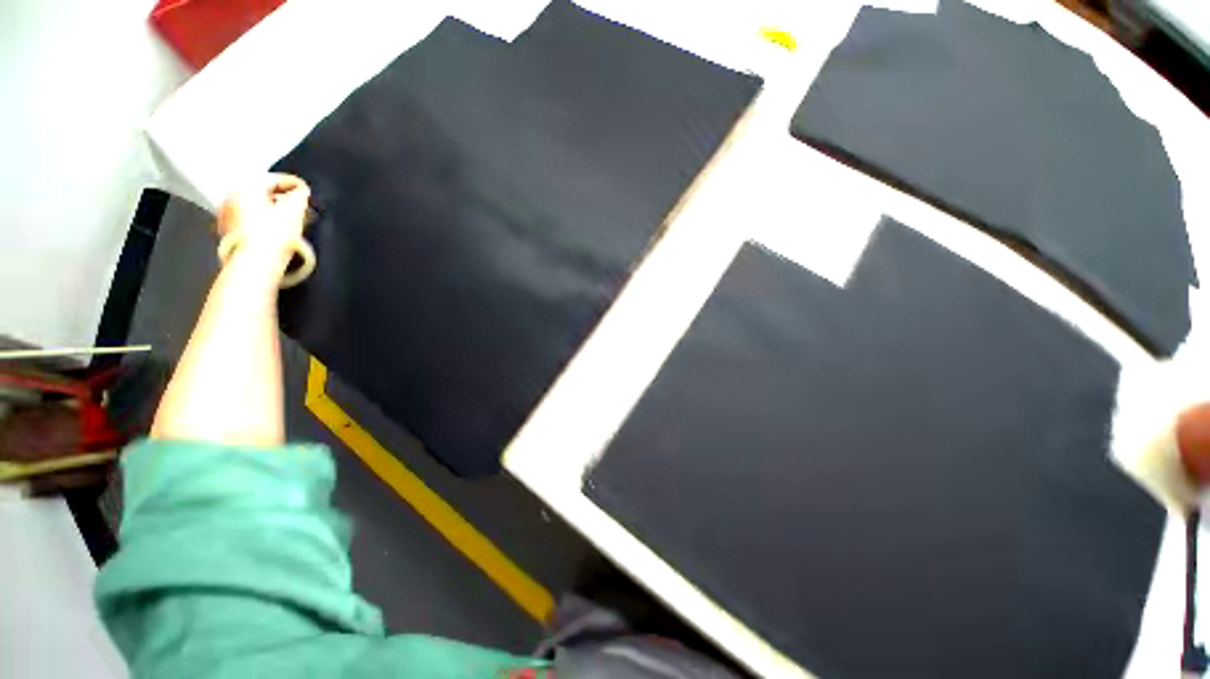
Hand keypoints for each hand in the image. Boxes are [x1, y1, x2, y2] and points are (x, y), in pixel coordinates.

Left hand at [216, 174, 311, 259]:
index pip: (273, 179)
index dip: (294, 184)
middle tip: (301, 206)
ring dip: (275, 210)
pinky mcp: (231, 233)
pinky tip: (278, 230)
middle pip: (263, 193)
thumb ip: (299, 195)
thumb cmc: (273, 236)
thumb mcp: (294, 210)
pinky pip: (252, 220)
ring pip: (257, 207)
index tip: (307, 191)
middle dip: (283, 199)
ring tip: (293, 219)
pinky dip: (266, 221)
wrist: (256, 263)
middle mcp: (232, 198)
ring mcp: (228, 216)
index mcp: (245, 188)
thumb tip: (301, 191)